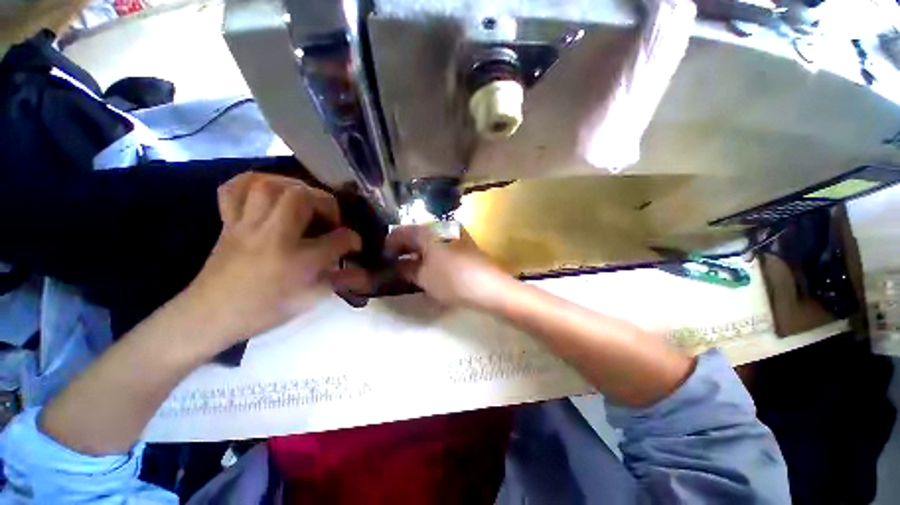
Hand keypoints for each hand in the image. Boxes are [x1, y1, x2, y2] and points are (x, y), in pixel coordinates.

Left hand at [183, 173, 361, 350]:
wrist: (210, 315)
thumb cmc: (265, 310)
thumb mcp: (311, 300)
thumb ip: (341, 281)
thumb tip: (363, 270)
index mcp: (298, 261)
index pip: (339, 239)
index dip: (353, 240)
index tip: (354, 245)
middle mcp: (273, 236)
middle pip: (303, 197)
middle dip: (325, 202)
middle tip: (329, 218)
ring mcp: (246, 225)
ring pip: (270, 185)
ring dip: (295, 187)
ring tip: (306, 201)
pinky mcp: (228, 221)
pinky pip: (234, 188)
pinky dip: (254, 182)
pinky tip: (269, 190)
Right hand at [385, 224, 513, 308]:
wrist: (490, 287)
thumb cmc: (452, 280)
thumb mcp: (424, 277)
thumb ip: (406, 269)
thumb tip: (398, 264)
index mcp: (428, 230)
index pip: (400, 232)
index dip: (389, 246)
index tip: (383, 260)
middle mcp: (442, 226)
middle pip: (415, 234)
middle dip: (403, 248)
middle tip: (395, 264)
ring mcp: (456, 234)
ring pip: (429, 239)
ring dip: (418, 251)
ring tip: (411, 267)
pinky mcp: (465, 244)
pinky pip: (441, 244)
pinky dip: (431, 253)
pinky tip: (429, 265)